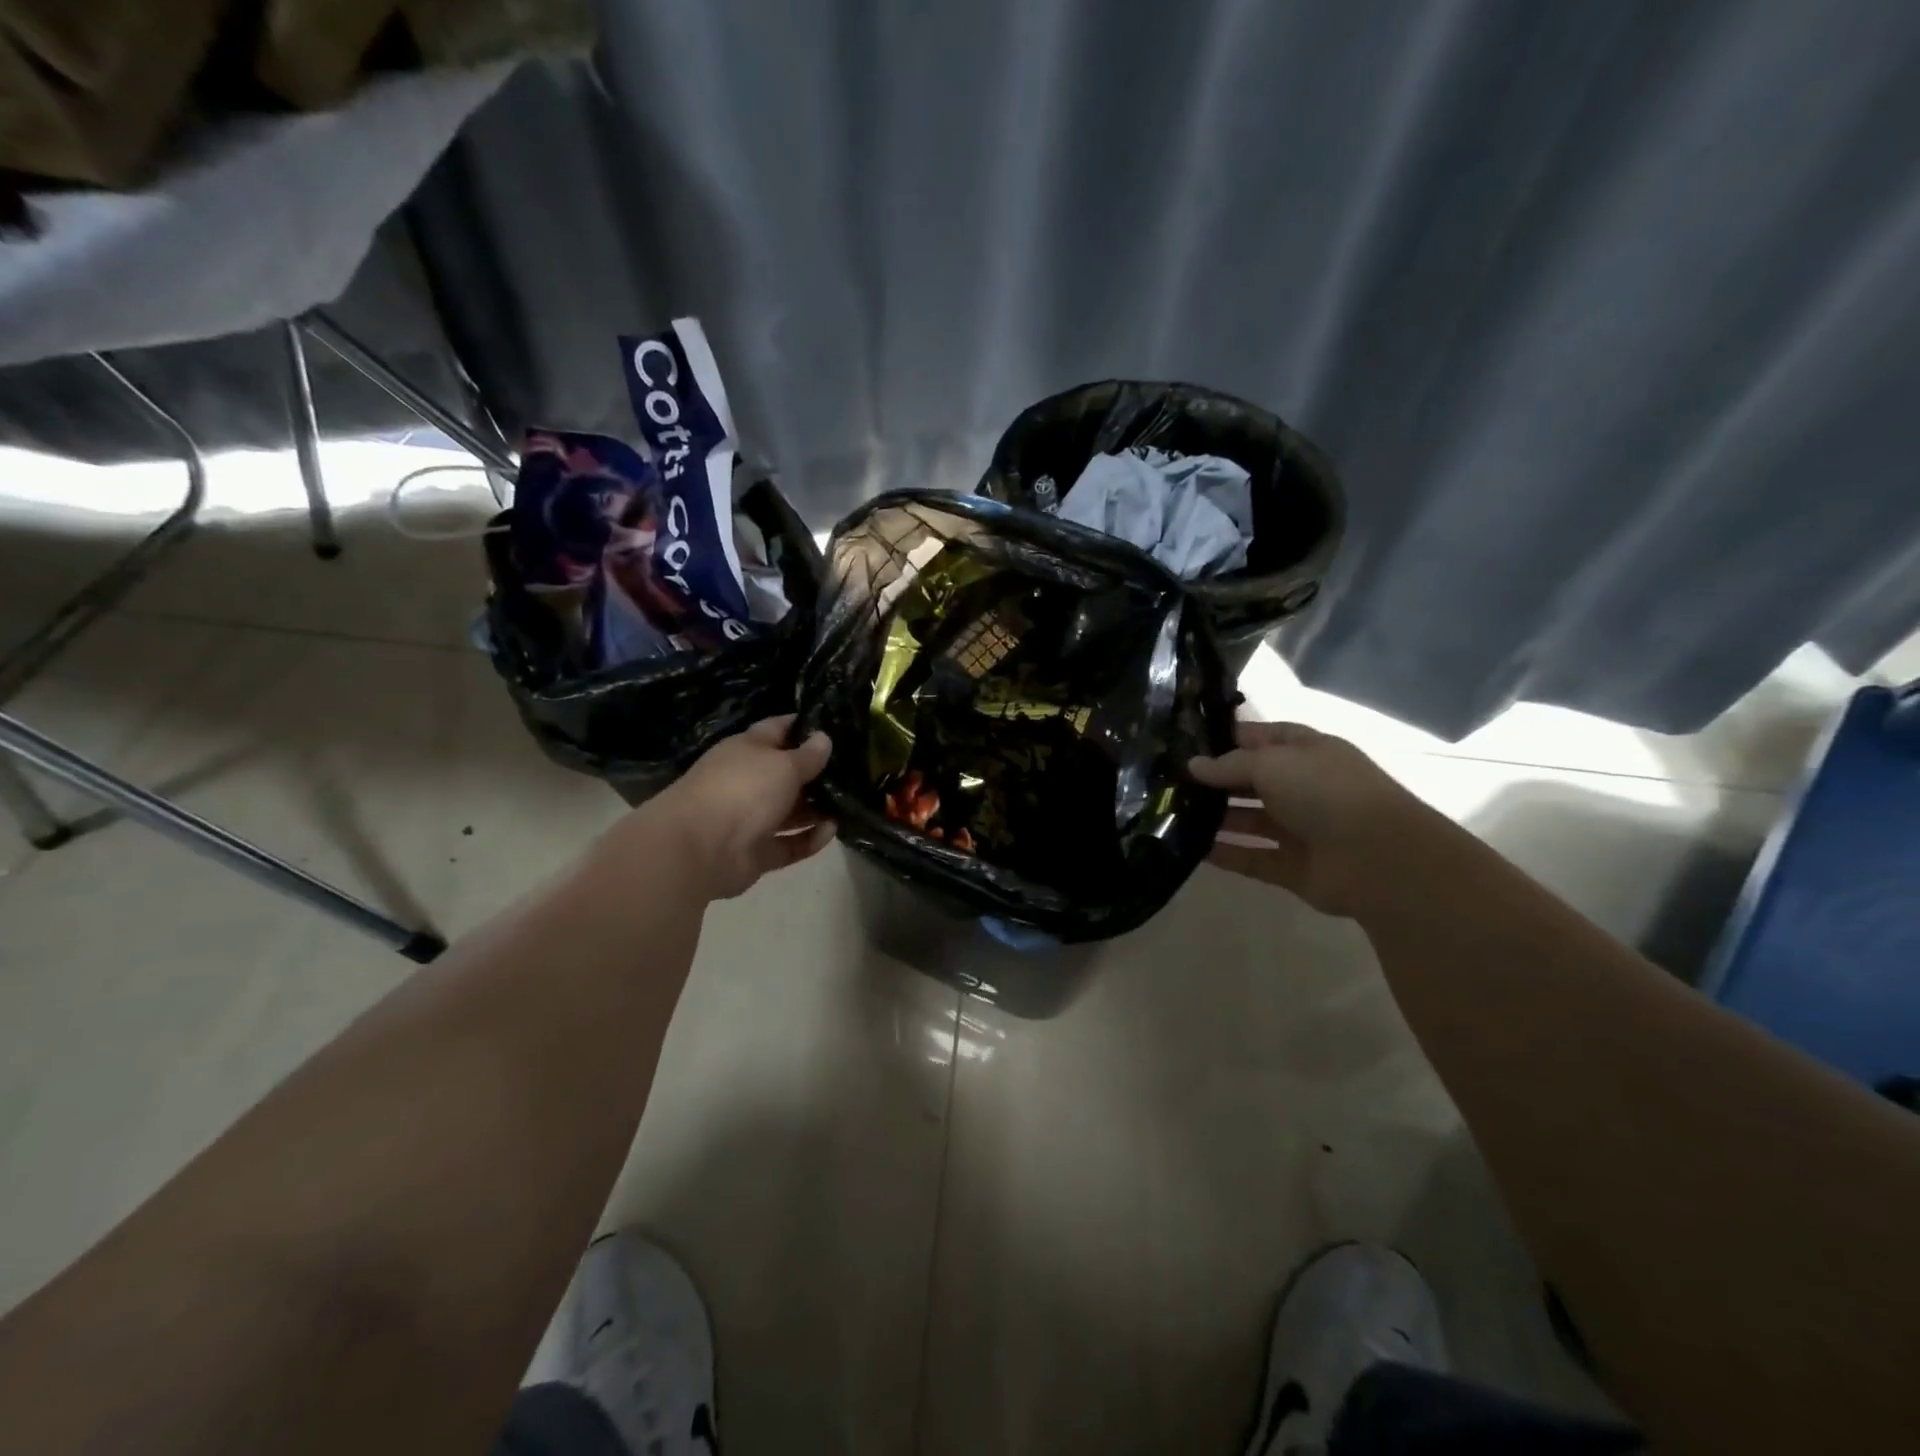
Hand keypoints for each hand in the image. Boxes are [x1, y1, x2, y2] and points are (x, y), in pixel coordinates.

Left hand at [649, 717, 836, 899]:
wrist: (700, 848)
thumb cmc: (743, 790)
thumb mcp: (783, 764)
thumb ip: (808, 755)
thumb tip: (824, 738)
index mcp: (747, 750)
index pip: (778, 730)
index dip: (803, 726)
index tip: (834, 725)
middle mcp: (748, 782)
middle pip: (787, 774)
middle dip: (817, 773)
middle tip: (854, 770)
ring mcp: (751, 819)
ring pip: (790, 811)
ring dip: (817, 809)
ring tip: (849, 803)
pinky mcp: (757, 852)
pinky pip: (790, 844)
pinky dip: (810, 839)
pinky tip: (831, 831)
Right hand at [1189, 721, 1433, 919]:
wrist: (1377, 858)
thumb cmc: (1325, 792)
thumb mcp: (1272, 763)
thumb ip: (1229, 764)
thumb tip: (1193, 765)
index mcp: (1307, 753)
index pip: (1263, 738)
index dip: (1228, 738)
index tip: (1186, 743)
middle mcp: (1303, 788)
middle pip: (1252, 780)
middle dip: (1215, 780)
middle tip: (1169, 781)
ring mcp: (1300, 829)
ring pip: (1249, 820)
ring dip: (1215, 818)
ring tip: (1172, 814)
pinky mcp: (1293, 868)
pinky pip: (1252, 858)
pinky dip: (1225, 854)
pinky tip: (1190, 849)